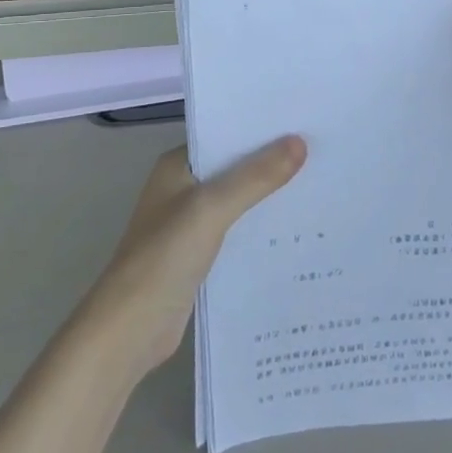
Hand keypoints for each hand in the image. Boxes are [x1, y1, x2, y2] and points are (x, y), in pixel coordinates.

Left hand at [81, 139, 306, 379]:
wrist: (129, 331)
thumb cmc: (164, 257)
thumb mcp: (212, 208)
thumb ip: (256, 176)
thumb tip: (300, 141)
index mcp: (177, 166)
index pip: (225, 134)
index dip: (261, 128)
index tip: (304, 121)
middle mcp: (183, 188)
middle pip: (235, 167)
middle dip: (272, 162)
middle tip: (322, 151)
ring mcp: (190, 224)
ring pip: (239, 201)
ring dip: (269, 197)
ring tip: (319, 184)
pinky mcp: (200, 256)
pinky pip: (238, 232)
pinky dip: (261, 229)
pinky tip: (296, 230)